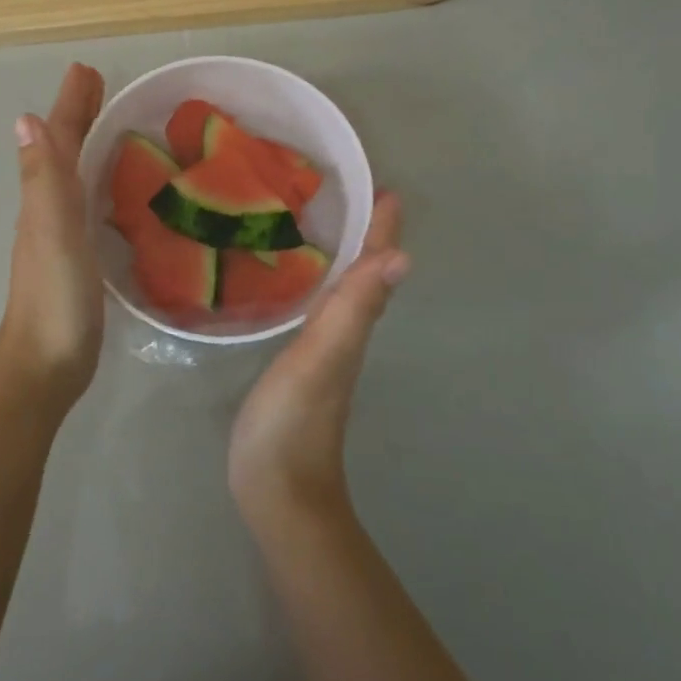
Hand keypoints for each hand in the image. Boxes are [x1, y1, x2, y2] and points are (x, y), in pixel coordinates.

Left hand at [0, 63, 106, 410]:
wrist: (45, 366)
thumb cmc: (55, 299)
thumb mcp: (52, 233)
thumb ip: (45, 180)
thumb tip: (25, 118)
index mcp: (44, 198)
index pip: (58, 139)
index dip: (71, 104)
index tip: (87, 69)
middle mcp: (48, 210)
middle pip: (62, 151)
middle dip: (79, 115)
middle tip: (100, 85)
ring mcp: (60, 236)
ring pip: (74, 176)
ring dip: (87, 145)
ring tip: (112, 126)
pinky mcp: (78, 259)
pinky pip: (88, 206)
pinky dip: (98, 184)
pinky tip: (113, 192)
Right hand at [228, 193, 408, 526]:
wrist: (278, 490)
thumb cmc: (292, 421)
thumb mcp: (321, 358)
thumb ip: (354, 310)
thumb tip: (402, 257)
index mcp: (351, 326)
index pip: (373, 268)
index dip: (381, 230)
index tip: (385, 190)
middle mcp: (346, 334)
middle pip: (365, 276)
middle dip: (367, 236)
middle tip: (356, 197)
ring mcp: (325, 353)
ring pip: (346, 294)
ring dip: (346, 258)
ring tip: (331, 225)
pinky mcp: (302, 367)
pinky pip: (321, 312)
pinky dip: (321, 286)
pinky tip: (302, 283)